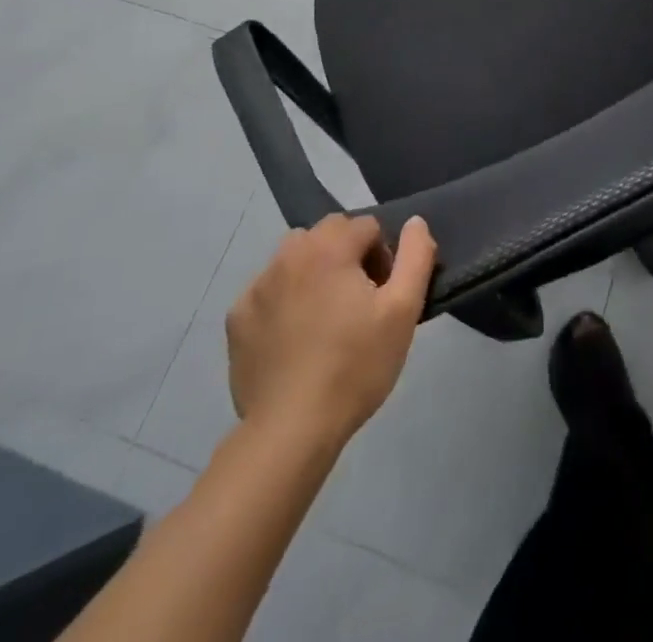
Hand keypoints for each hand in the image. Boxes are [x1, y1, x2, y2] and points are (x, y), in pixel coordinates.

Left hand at [225, 214, 436, 449]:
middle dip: (347, 256)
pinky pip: (268, 291)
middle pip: (328, 234)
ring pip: (295, 258)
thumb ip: (415, 256)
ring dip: (313, 272)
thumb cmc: (354, 366)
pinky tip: (293, 339)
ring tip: (325, 318)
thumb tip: (415, 222)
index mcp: (329, 247)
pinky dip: (283, 301)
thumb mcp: (403, 311)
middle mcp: (288, 254)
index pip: (366, 226)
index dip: (382, 257)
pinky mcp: (237, 317)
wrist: (290, 431)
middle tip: (357, 304)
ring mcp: (257, 286)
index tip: (381, 297)